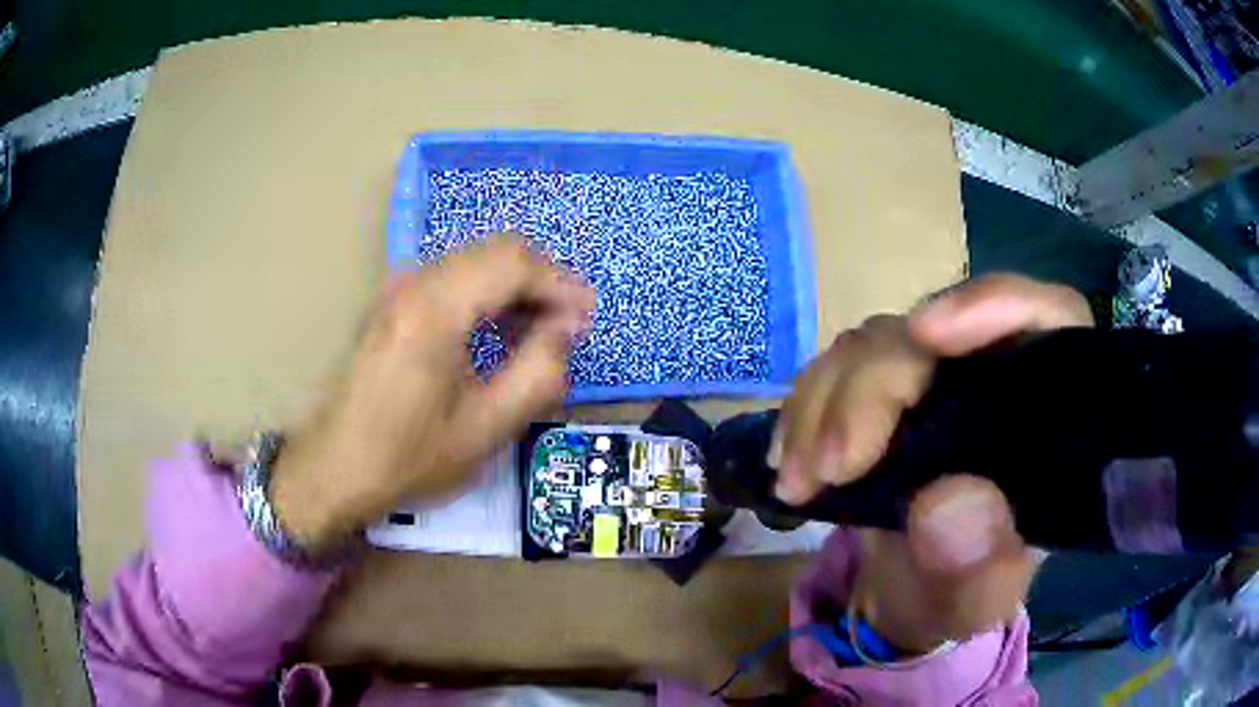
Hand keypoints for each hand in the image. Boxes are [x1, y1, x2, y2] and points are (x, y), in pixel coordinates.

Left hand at [270, 235, 594, 551]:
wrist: (336, 468)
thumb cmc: (409, 457)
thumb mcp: (487, 428)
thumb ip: (539, 372)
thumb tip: (566, 329)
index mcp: (435, 309)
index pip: (514, 261)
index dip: (560, 283)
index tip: (585, 320)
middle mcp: (415, 282)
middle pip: (497, 251)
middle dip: (542, 281)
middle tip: (569, 327)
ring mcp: (399, 289)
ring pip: (476, 261)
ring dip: (516, 287)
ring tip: (542, 332)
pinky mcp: (394, 303)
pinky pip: (454, 279)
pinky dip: (488, 294)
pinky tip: (501, 331)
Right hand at [773, 274, 1092, 652]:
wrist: (913, 598)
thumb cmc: (963, 595)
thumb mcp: (978, 604)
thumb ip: (980, 569)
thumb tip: (948, 501)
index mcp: (1044, 415)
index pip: (1047, 318)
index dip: (994, 306)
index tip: (928, 334)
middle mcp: (991, 379)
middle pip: (935, 336)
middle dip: (872, 390)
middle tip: (831, 467)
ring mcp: (933, 381)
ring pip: (875, 346)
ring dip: (823, 406)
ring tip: (797, 479)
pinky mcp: (883, 393)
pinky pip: (835, 372)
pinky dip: (804, 411)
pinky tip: (789, 460)